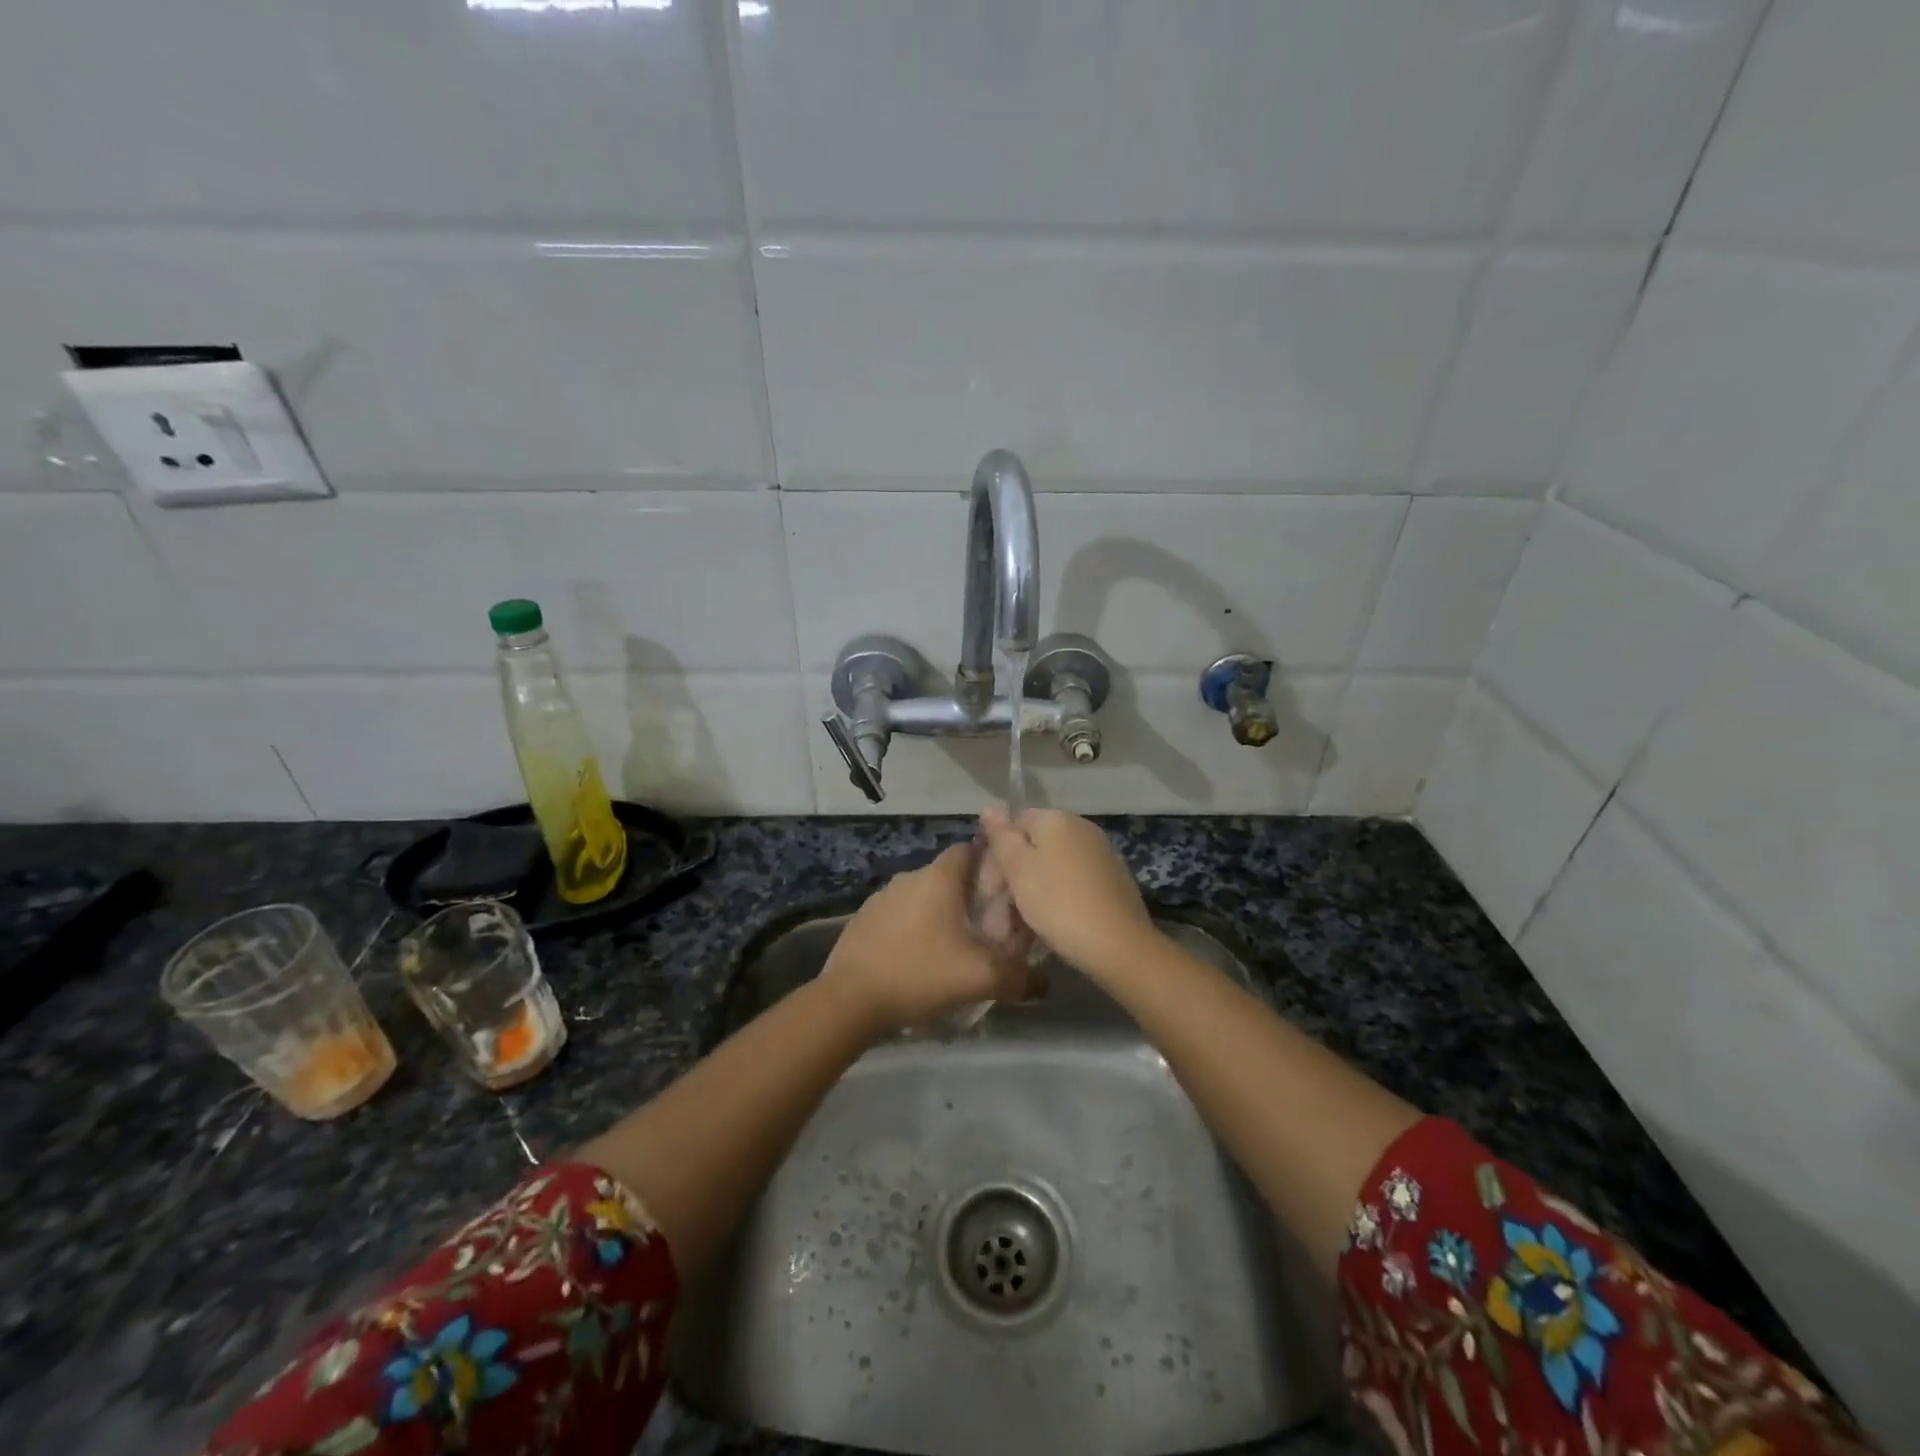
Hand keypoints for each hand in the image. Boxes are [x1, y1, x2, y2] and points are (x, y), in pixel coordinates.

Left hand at [822, 845, 1034, 1032]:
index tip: (1007, 889)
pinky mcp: (863, 920)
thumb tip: (1043, 984)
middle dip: (968, 895)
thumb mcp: (980, 978)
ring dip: (939, 914)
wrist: (850, 1000)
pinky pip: (898, 916)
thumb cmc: (920, 974)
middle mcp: (909, 877)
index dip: (990, 863)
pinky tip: (919, 959)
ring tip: (954, 946)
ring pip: (921, 897)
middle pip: (948, 876)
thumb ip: (1019, 977)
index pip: (969, 849)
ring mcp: (881, 897)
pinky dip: (913, 929)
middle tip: (988, 926)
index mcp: (938, 878)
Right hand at [978, 805, 1160, 978]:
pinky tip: (1052, 925)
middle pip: (1035, 846)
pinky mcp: (1113, 880)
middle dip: (1014, 877)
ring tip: (1021, 927)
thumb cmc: (1058, 902)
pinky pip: (1074, 883)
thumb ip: (1001, 836)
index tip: (989, 887)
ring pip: (1053, 868)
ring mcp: (1101, 854)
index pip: (1015, 823)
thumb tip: (990, 807)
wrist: (1119, 944)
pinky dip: (1058, 899)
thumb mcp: (1018, 868)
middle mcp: (1082, 828)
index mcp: (1057, 819)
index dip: (997, 853)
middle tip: (1000, 914)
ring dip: (1033, 891)